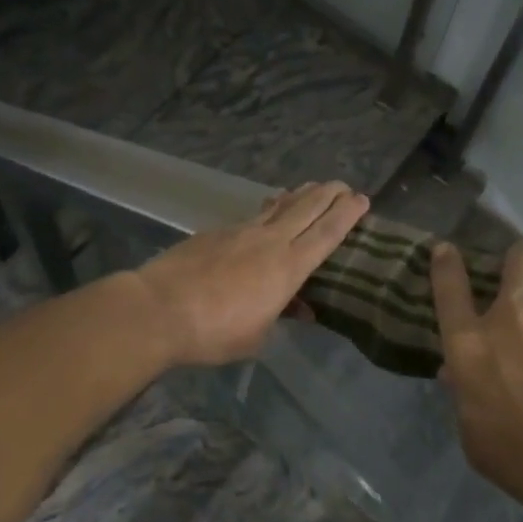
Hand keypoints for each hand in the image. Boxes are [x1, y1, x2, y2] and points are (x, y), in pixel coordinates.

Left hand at [134, 182, 368, 365]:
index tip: (362, 199)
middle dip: (328, 194)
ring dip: (298, 196)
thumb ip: (279, 317)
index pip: (327, 234)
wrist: (160, 308)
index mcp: (288, 267)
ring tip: (310, 188)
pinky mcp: (216, 231)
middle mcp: (270, 241)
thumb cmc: (214, 332)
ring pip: (278, 207)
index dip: (347, 215)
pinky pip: (252, 215)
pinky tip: (267, 210)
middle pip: (307, 209)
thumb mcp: (256, 336)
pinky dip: (268, 209)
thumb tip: (298, 309)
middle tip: (343, 185)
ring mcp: (241, 232)